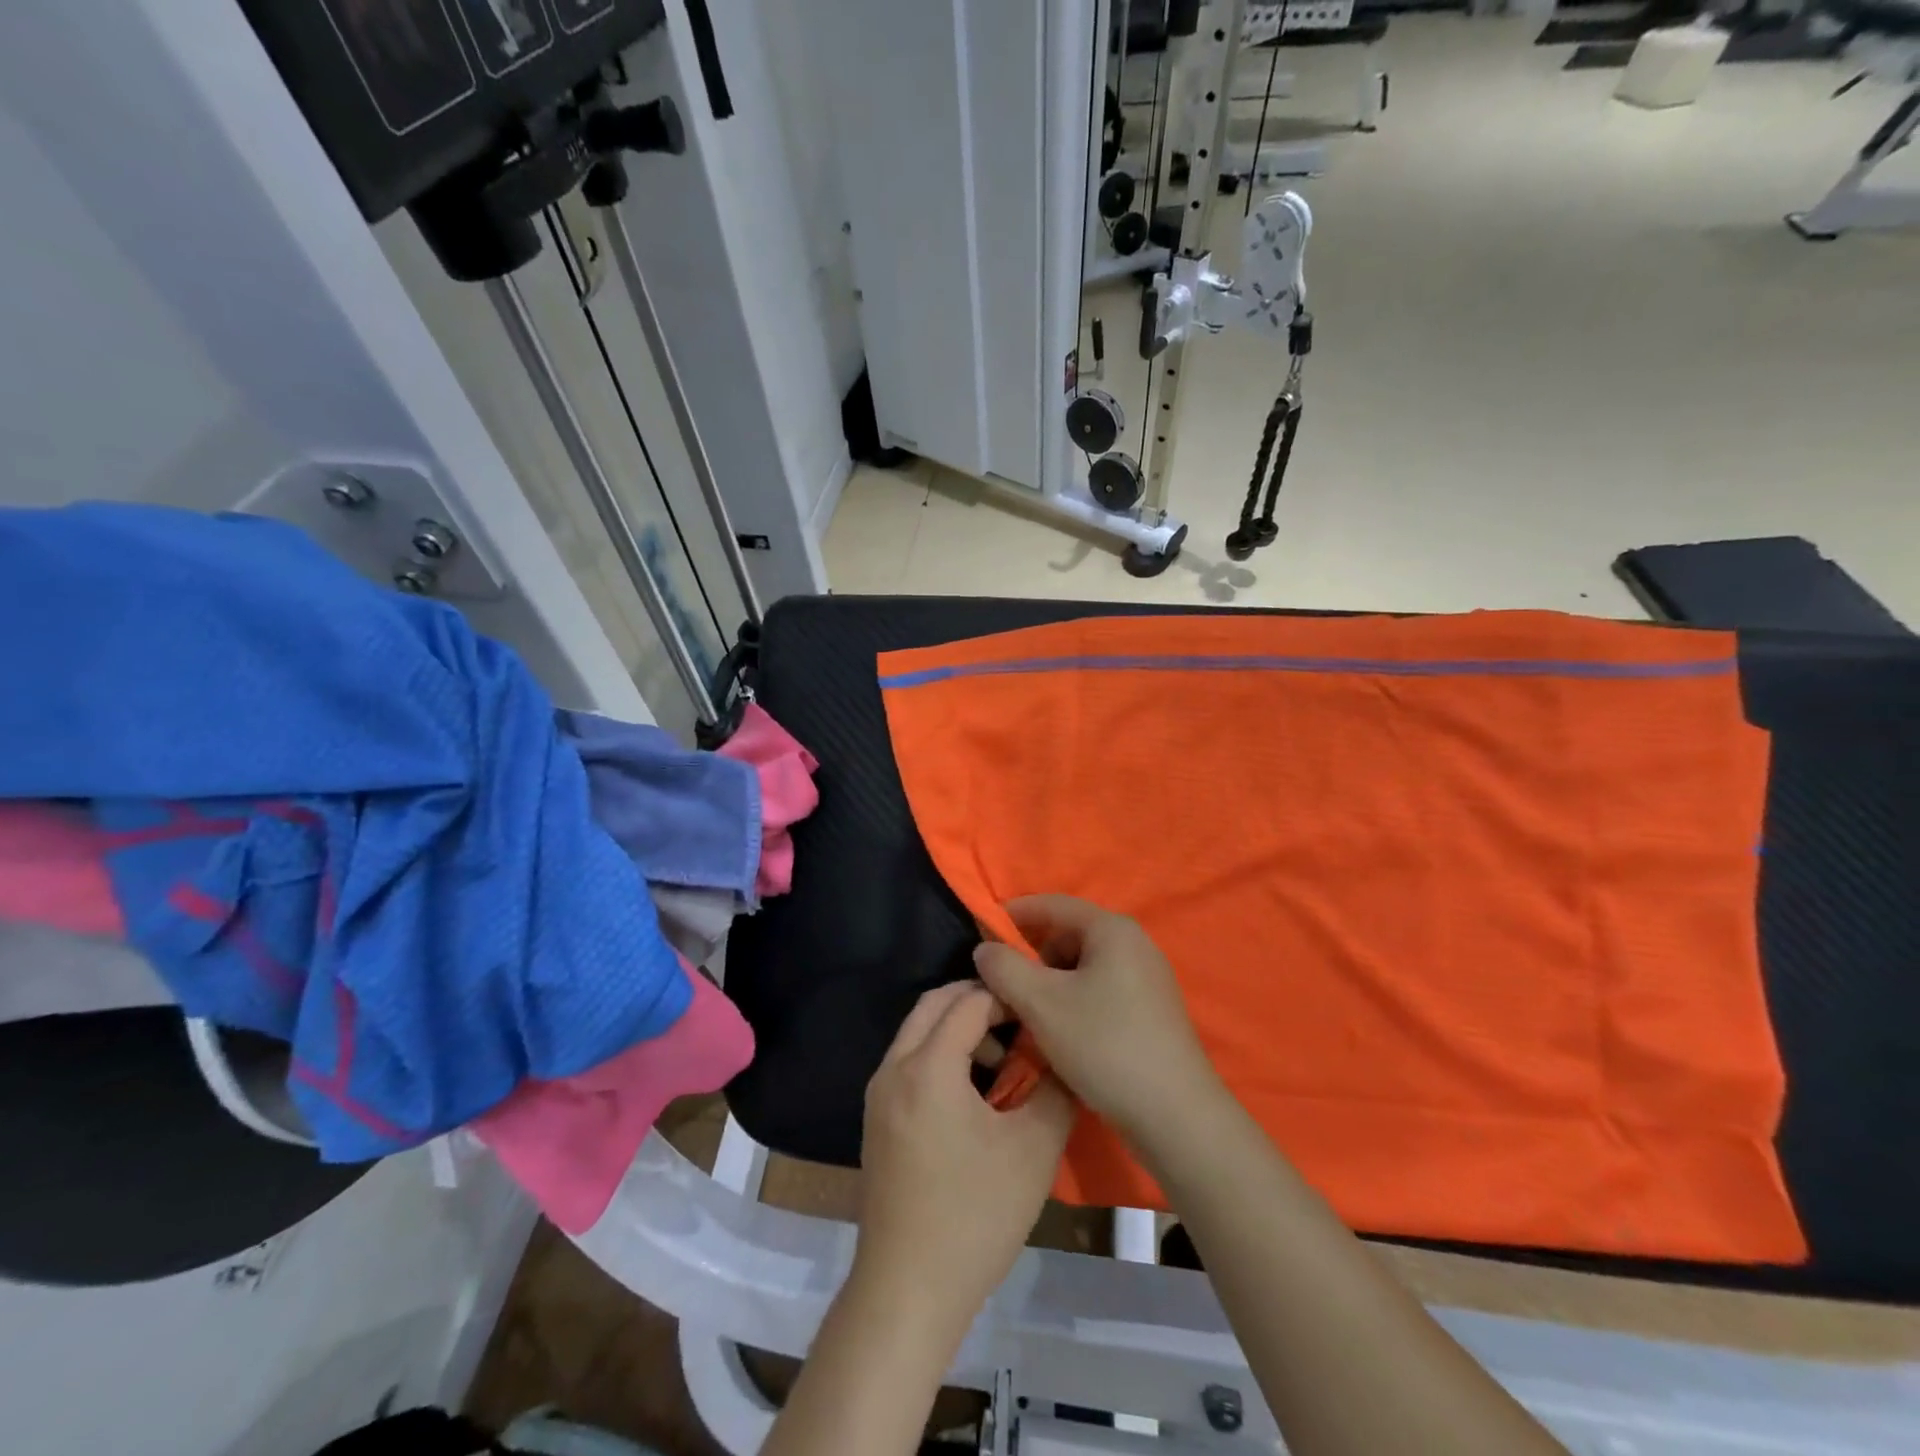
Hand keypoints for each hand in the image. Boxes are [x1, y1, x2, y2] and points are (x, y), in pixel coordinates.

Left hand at [855, 981, 1075, 1328]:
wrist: (908, 1290)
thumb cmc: (975, 1215)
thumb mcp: (1033, 1150)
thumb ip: (1055, 1090)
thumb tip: (1064, 1055)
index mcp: (928, 1066)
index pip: (969, 1002)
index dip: (1007, 998)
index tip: (1040, 1011)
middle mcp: (894, 1068)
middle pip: (934, 1005)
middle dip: (977, 1001)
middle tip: (1019, 1021)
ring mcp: (878, 1094)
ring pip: (918, 1032)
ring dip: (957, 1029)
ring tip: (1001, 1062)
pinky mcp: (876, 1119)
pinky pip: (909, 1061)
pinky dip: (939, 1054)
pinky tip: (972, 1093)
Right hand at [973, 895, 1223, 1152]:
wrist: (1176, 1116)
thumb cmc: (1104, 1045)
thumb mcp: (1041, 1003)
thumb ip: (1004, 968)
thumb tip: (985, 949)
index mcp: (1112, 929)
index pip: (1052, 904)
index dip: (1013, 915)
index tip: (981, 934)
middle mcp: (1135, 944)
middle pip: (1068, 935)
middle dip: (1032, 957)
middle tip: (1005, 986)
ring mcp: (1147, 978)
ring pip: (1083, 967)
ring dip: (1051, 984)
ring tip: (1030, 1017)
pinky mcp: (1152, 1011)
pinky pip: (1101, 990)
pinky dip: (1074, 1001)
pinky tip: (1062, 1035)